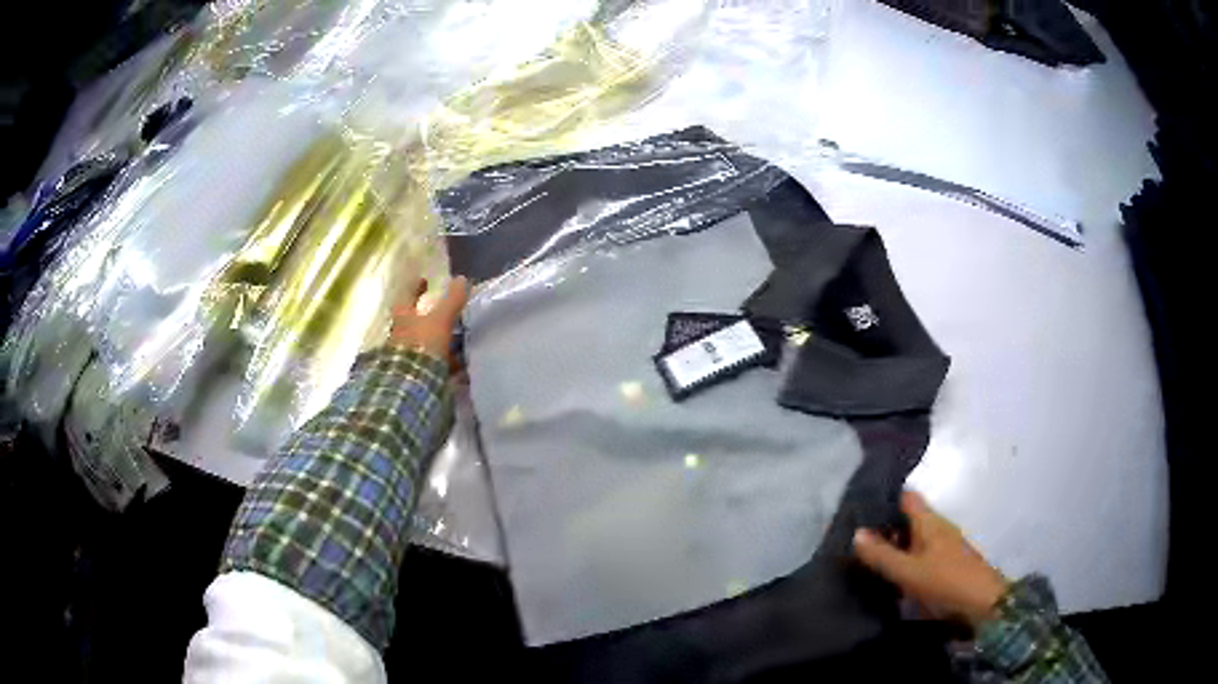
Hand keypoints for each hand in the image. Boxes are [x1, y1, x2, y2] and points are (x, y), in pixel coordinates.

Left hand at [388, 276, 469, 365]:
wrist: (411, 382)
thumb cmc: (422, 344)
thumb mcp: (440, 320)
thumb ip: (451, 301)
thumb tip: (462, 278)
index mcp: (403, 319)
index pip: (407, 298)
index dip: (415, 288)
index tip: (424, 280)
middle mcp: (401, 336)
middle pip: (413, 323)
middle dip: (427, 318)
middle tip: (444, 314)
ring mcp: (407, 356)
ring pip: (423, 344)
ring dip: (437, 342)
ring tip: (457, 342)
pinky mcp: (415, 374)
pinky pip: (431, 364)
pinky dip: (443, 363)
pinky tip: (458, 367)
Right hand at [853, 491, 1007, 626]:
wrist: (983, 604)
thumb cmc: (946, 582)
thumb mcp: (908, 572)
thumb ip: (882, 555)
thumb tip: (856, 533)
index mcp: (930, 521)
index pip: (906, 496)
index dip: (885, 498)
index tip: (859, 508)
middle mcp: (938, 527)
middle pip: (908, 518)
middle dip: (885, 526)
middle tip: (855, 539)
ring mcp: (945, 545)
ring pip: (914, 537)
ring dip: (894, 545)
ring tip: (867, 559)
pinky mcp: (947, 564)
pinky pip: (920, 554)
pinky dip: (905, 559)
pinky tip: (891, 576)